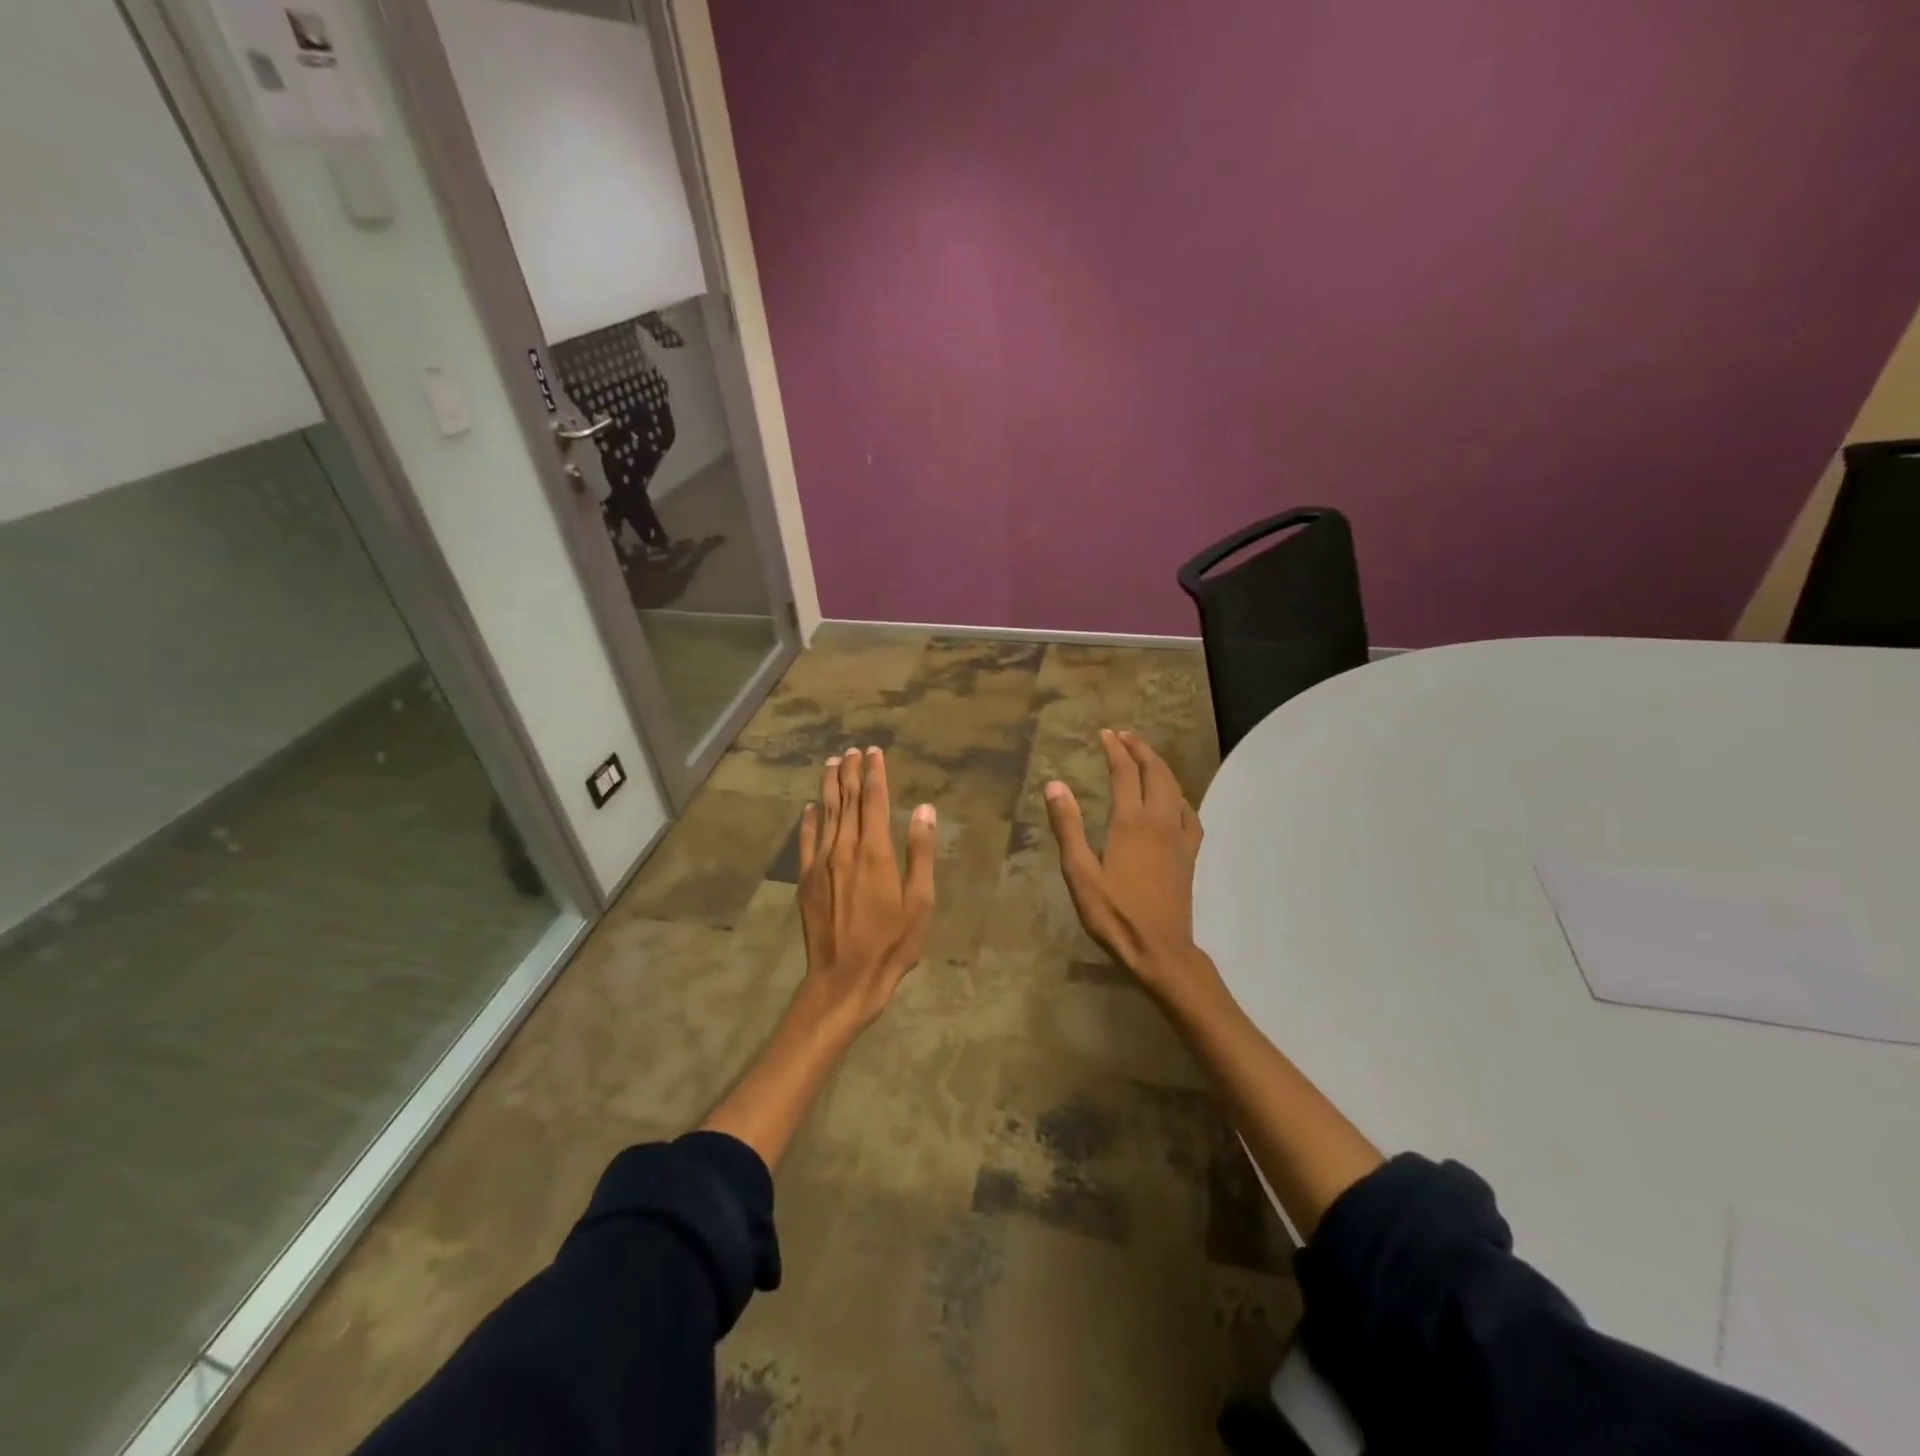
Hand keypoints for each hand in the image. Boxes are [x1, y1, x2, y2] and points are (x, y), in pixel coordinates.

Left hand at [796, 747, 936, 1027]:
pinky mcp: (806, 880)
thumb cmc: (891, 943)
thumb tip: (924, 810)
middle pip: (847, 801)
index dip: (874, 774)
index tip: (874, 752)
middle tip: (851, 750)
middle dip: (850, 773)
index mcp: (874, 851)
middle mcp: (844, 849)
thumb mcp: (920, 901)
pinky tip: (810, 807)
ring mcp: (821, 864)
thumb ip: (920, 852)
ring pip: (825, 814)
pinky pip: (806, 840)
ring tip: (831, 764)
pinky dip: (809, 820)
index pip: (873, 801)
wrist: (844, 978)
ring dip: (829, 787)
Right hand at [1044, 730, 1212, 999]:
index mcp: (1131, 823)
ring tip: (1146, 757)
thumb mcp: (1080, 873)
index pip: (1125, 773)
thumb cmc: (1114, 914)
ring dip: (1160, 767)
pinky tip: (1174, 801)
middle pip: (1156, 773)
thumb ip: (1068, 827)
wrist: (1160, 950)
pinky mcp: (1189, 854)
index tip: (1105, 734)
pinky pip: (1188, 813)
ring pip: (1175, 789)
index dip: (1115, 750)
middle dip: (1141, 750)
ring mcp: (1179, 837)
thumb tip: (1056, 784)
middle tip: (1124, 737)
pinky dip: (1179, 796)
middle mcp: (1159, 821)